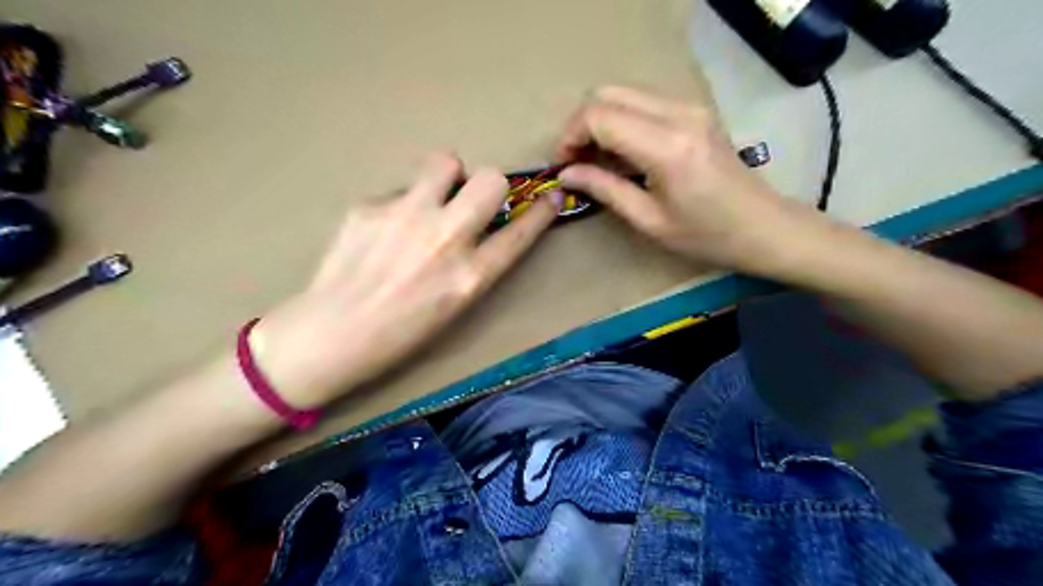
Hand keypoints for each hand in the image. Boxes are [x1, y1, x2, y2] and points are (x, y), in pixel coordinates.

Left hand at [251, 152, 561, 406]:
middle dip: (489, 187)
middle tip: (469, 203)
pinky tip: (382, 231)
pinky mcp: (369, 205)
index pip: (520, 232)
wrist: (331, 334)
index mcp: (470, 277)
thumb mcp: (454, 306)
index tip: (550, 197)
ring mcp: (405, 216)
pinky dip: (401, 204)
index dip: (541, 212)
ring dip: (446, 178)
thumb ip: (476, 265)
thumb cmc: (400, 334)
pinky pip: (400, 189)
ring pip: (445, 161)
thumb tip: (483, 227)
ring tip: (427, 202)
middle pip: (491, 179)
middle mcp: (445, 239)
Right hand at [554, 84, 814, 275]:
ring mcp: (689, 107)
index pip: (599, 116)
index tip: (563, 165)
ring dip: (600, 121)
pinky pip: (643, 101)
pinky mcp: (694, 110)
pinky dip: (621, 120)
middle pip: (607, 93)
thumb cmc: (707, 236)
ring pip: (623, 92)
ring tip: (595, 160)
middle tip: (575, 161)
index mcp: (666, 146)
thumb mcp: (649, 220)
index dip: (570, 137)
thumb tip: (566, 173)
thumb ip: (604, 189)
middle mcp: (678, 113)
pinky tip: (621, 153)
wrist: (764, 227)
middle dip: (581, 124)